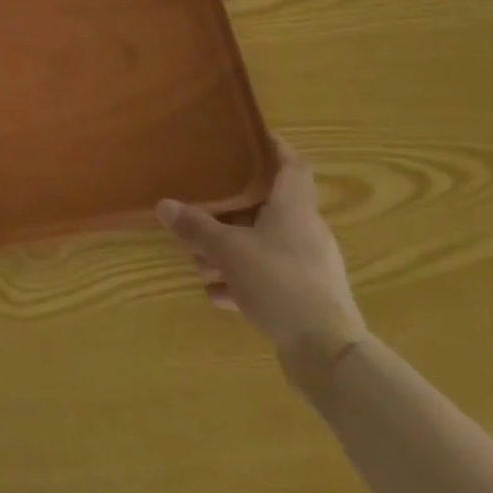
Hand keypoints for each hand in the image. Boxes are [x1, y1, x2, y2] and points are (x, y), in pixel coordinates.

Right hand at [157, 141, 366, 383]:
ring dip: (232, 250)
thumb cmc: (280, 283)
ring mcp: (309, 267)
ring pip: (265, 244)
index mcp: (295, 207)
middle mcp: (306, 231)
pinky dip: (243, 281)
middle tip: (201, 207)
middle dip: (232, 209)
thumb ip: (196, 227)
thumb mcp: (228, 251)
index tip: (247, 137)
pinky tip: (217, 295)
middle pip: (268, 207)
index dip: (274, 146)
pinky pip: (269, 278)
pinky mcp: (307, 299)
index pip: (292, 163)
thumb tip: (164, 205)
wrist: (328, 355)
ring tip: (199, 262)